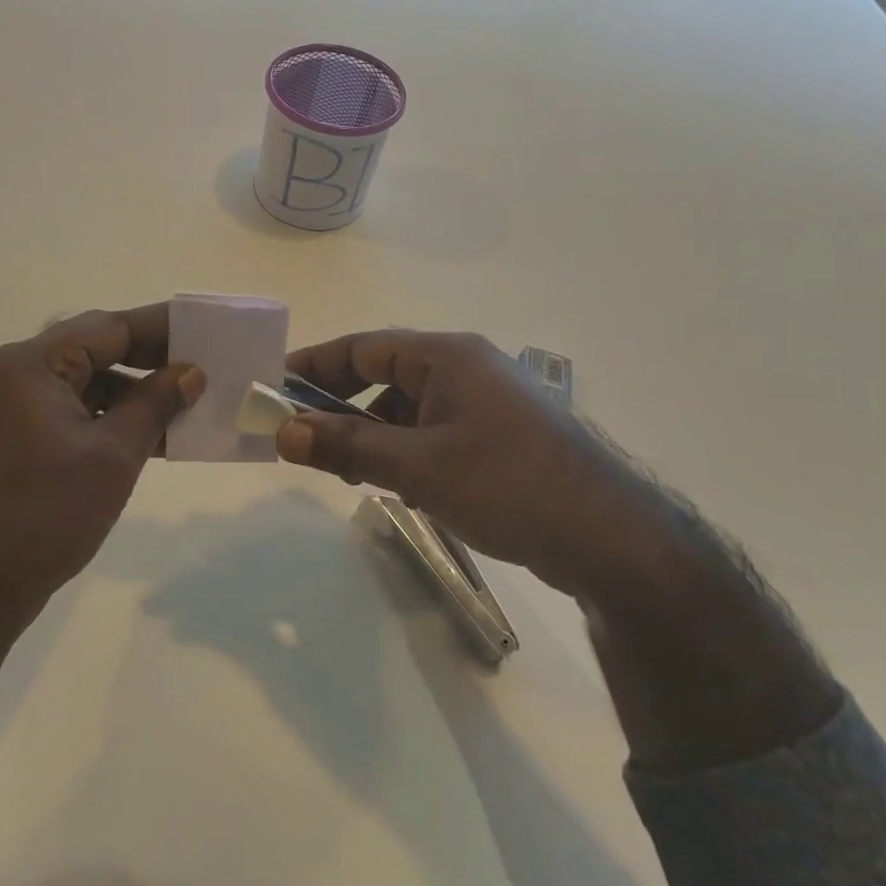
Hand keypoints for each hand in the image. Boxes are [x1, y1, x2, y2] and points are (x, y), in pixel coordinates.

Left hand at [0, 304, 206, 633]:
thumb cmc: (44, 516)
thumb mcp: (113, 456)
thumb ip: (155, 404)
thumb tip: (191, 373)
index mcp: (30, 365)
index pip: (107, 328)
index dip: (160, 329)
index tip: (206, 331)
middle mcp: (15, 373)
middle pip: (95, 350)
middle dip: (150, 361)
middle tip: (204, 366)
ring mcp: (11, 406)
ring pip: (86, 383)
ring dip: (134, 394)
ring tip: (187, 405)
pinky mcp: (15, 436)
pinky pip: (72, 411)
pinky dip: (109, 419)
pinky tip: (152, 435)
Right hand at [279, 330, 665, 599]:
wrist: (613, 539)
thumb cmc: (508, 484)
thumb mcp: (417, 466)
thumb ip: (347, 446)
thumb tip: (283, 432)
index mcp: (447, 356)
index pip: (363, 346)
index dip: (314, 365)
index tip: (273, 387)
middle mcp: (466, 368)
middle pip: (384, 374)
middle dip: (340, 404)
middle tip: (299, 434)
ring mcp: (486, 403)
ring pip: (408, 407)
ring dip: (371, 432)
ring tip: (342, 468)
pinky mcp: (500, 437)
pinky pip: (434, 431)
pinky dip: (404, 449)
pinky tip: (395, 483)